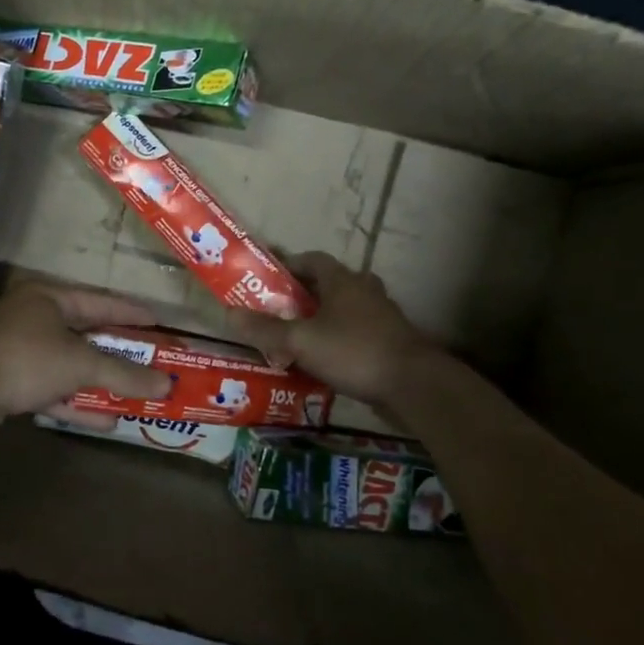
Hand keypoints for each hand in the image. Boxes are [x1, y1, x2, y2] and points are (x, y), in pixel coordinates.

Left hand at [0, 285, 172, 438]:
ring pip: (69, 365)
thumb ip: (124, 374)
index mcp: (48, 298)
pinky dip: (76, 402)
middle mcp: (33, 318)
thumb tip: (167, 384)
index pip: (99, 301)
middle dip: (117, 353)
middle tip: (151, 362)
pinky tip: (106, 420)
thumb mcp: (81, 363)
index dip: (130, 313)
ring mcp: (19, 351)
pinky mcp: (10, 381)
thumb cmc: (26, 359)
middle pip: (85, 335)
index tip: (159, 323)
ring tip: (135, 394)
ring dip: (99, 382)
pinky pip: (52, 389)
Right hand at [229, 253, 438, 407]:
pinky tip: (321, 360)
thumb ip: (265, 329)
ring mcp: (381, 316)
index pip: (312, 259)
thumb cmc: (353, 351)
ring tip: (294, 337)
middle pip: (327, 284)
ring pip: (342, 309)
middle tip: (276, 311)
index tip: (267, 278)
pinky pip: (354, 332)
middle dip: (301, 295)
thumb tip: (229, 314)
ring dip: (319, 319)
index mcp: (343, 280)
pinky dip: (335, 340)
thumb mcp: (301, 341)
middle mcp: (364, 290)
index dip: (288, 265)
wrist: (414, 385)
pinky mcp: (390, 341)